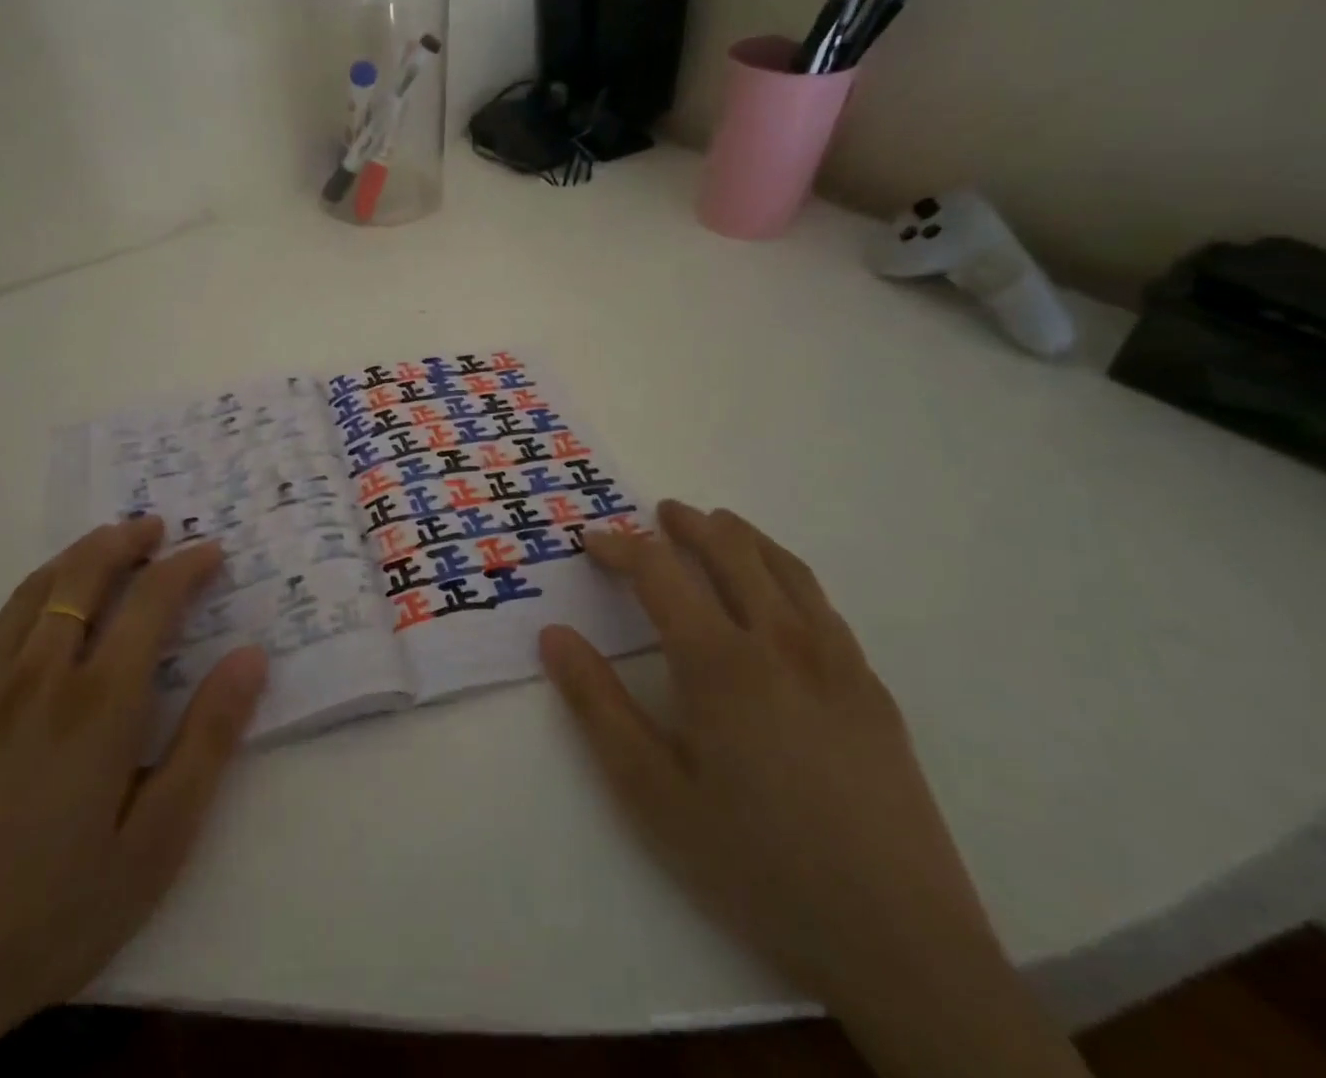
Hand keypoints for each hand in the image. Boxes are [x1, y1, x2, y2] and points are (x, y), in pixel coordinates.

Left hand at [0, 518, 266, 1077]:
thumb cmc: (54, 911)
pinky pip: (3, 619)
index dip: (186, 566)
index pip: (151, 602)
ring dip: (83, 552)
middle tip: (160, 528)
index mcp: (99, 703)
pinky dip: (40, 584)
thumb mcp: (157, 842)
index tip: (212, 551)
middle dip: (127, 539)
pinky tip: (52, 598)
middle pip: (86, 573)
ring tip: (114, 542)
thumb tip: (250, 656)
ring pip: (40, 586)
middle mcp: (42, 674)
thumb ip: (208, 740)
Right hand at [543, 503, 1087, 1077]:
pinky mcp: (873, 690)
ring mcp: (837, 662)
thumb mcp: (653, 793)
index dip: (621, 547)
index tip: (592, 542)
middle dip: (689, 524)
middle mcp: (781, 641)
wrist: (902, 944)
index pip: (660, 572)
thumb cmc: (756, 864)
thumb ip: (598, 706)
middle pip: (731, 550)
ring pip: (785, 568)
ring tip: (718, 525)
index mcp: (721, 662)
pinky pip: (822, 604)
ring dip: (743, 536)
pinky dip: (787, 573)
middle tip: (661, 513)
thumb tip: (554, 635)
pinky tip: (779, 593)